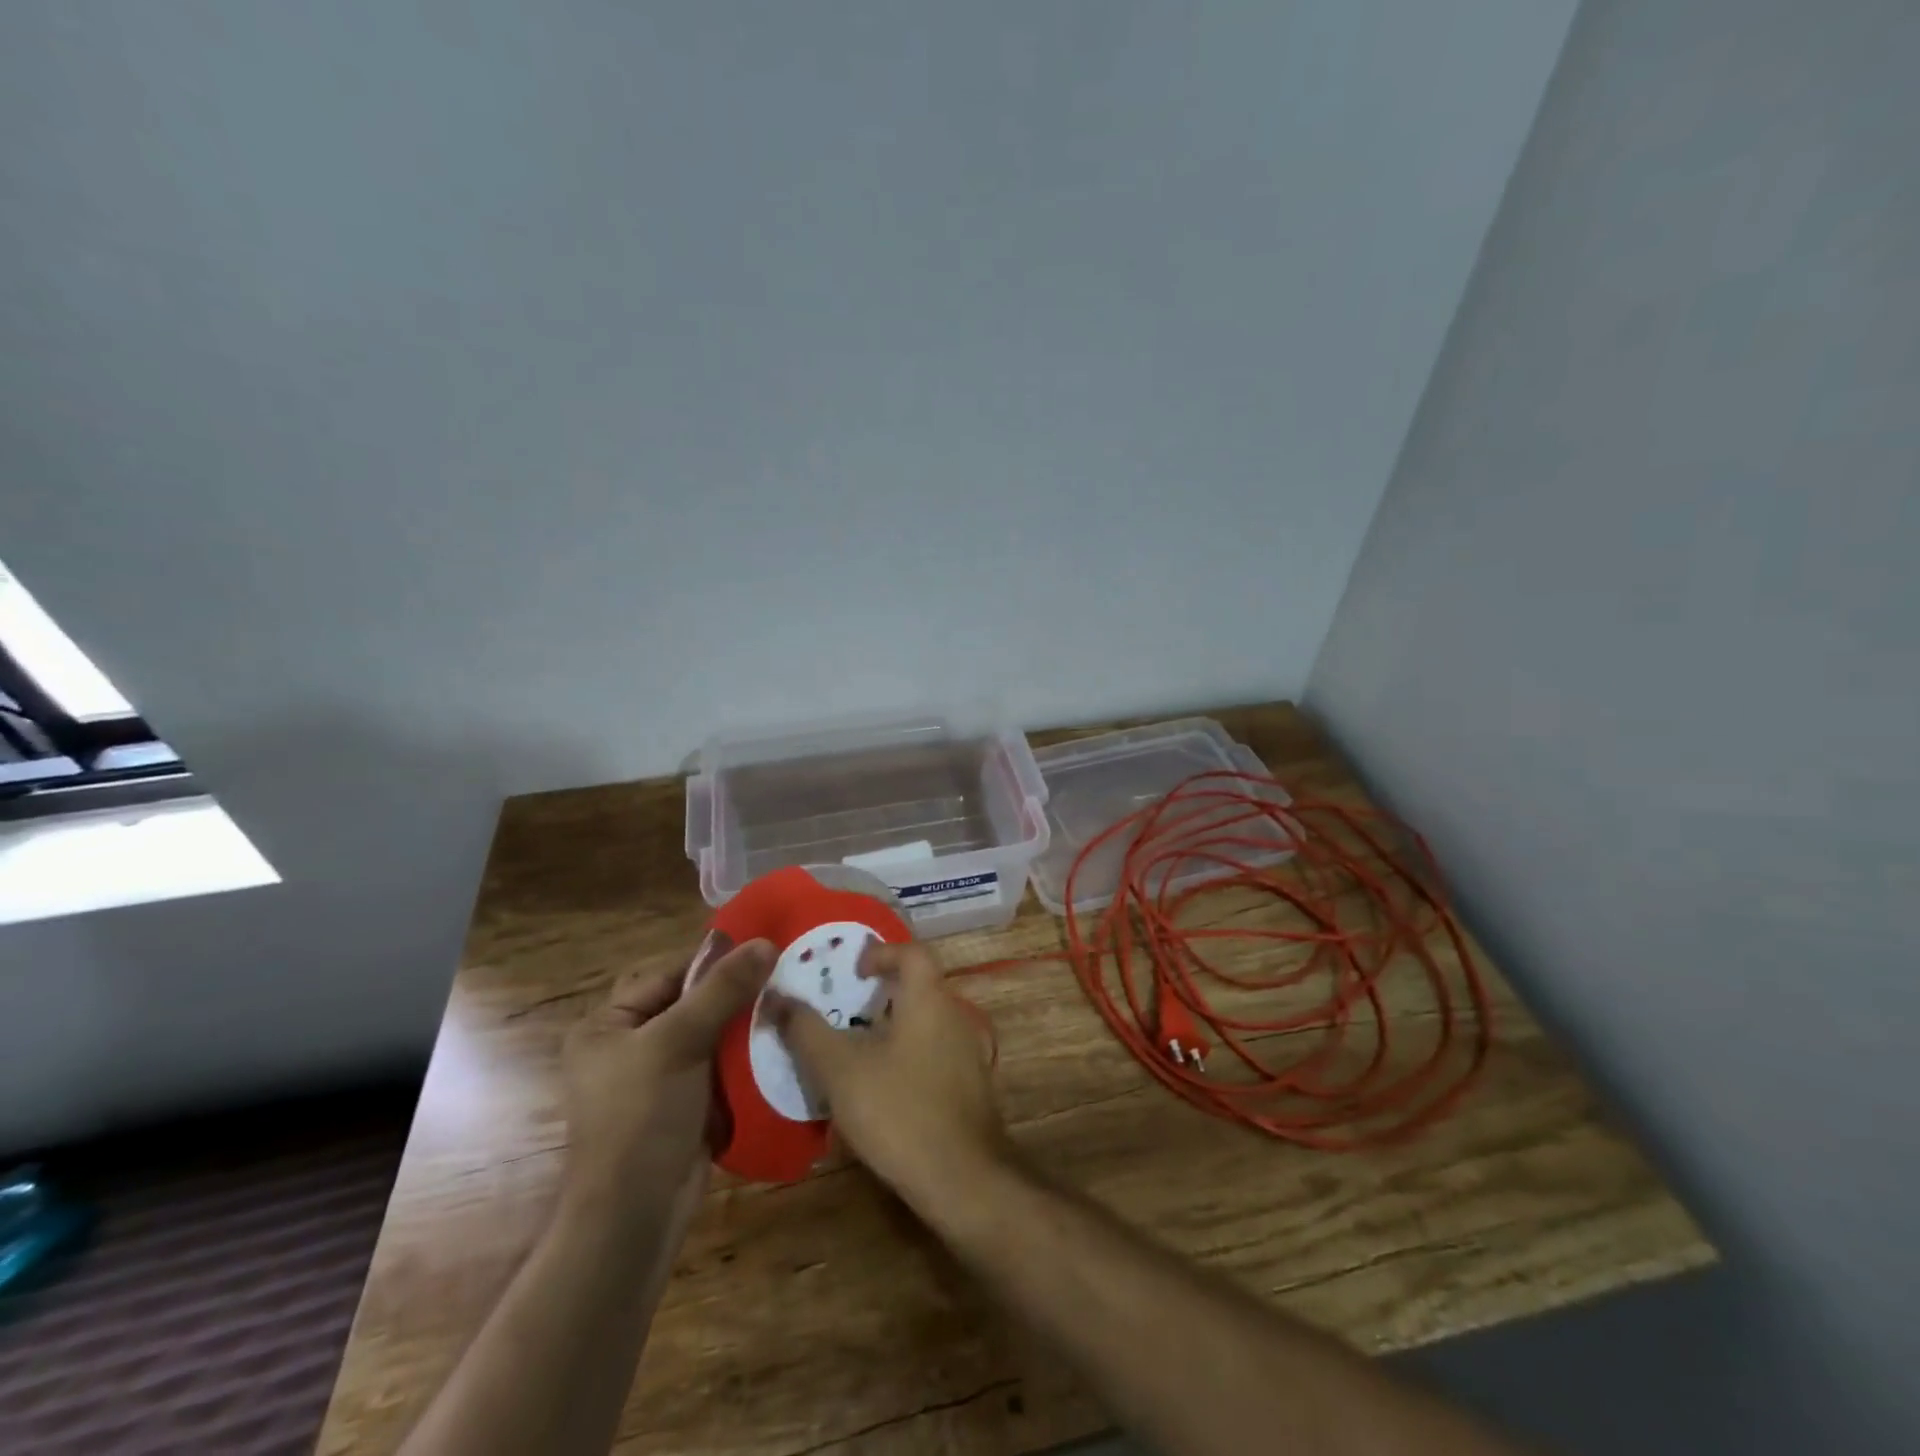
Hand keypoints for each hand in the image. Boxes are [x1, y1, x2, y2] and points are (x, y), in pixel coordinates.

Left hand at [560, 937, 774, 1217]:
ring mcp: (660, 1080)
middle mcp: (630, 1048)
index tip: (765, 948)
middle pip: (693, 1004)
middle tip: (786, 975)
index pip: (669, 976)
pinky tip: (783, 1044)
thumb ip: (721, 990)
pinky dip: (748, 1058)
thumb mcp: (678, 1042)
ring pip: (713, 1036)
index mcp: (608, 1026)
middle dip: (737, 994)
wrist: (635, 1217)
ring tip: (792, 1005)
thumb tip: (765, 943)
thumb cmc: (641, 1117)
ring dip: (747, 1026)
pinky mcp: (687, 1106)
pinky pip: (722, 1068)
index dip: (715, 962)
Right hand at [771, 942, 1008, 1209]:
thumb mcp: (841, 1070)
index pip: (912, 952)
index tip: (853, 971)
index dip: (881, 952)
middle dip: (880, 995)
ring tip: (855, 1053)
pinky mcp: (971, 1087)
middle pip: (918, 988)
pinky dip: (907, 1058)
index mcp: (929, 999)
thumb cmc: (900, 1111)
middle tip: (843, 1013)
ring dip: (892, 1029)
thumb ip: (807, 1030)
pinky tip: (882, 1091)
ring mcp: (968, 1053)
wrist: (964, 1179)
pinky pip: (934, 1055)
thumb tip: (776, 996)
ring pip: (926, 1024)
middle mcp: (955, 1016)